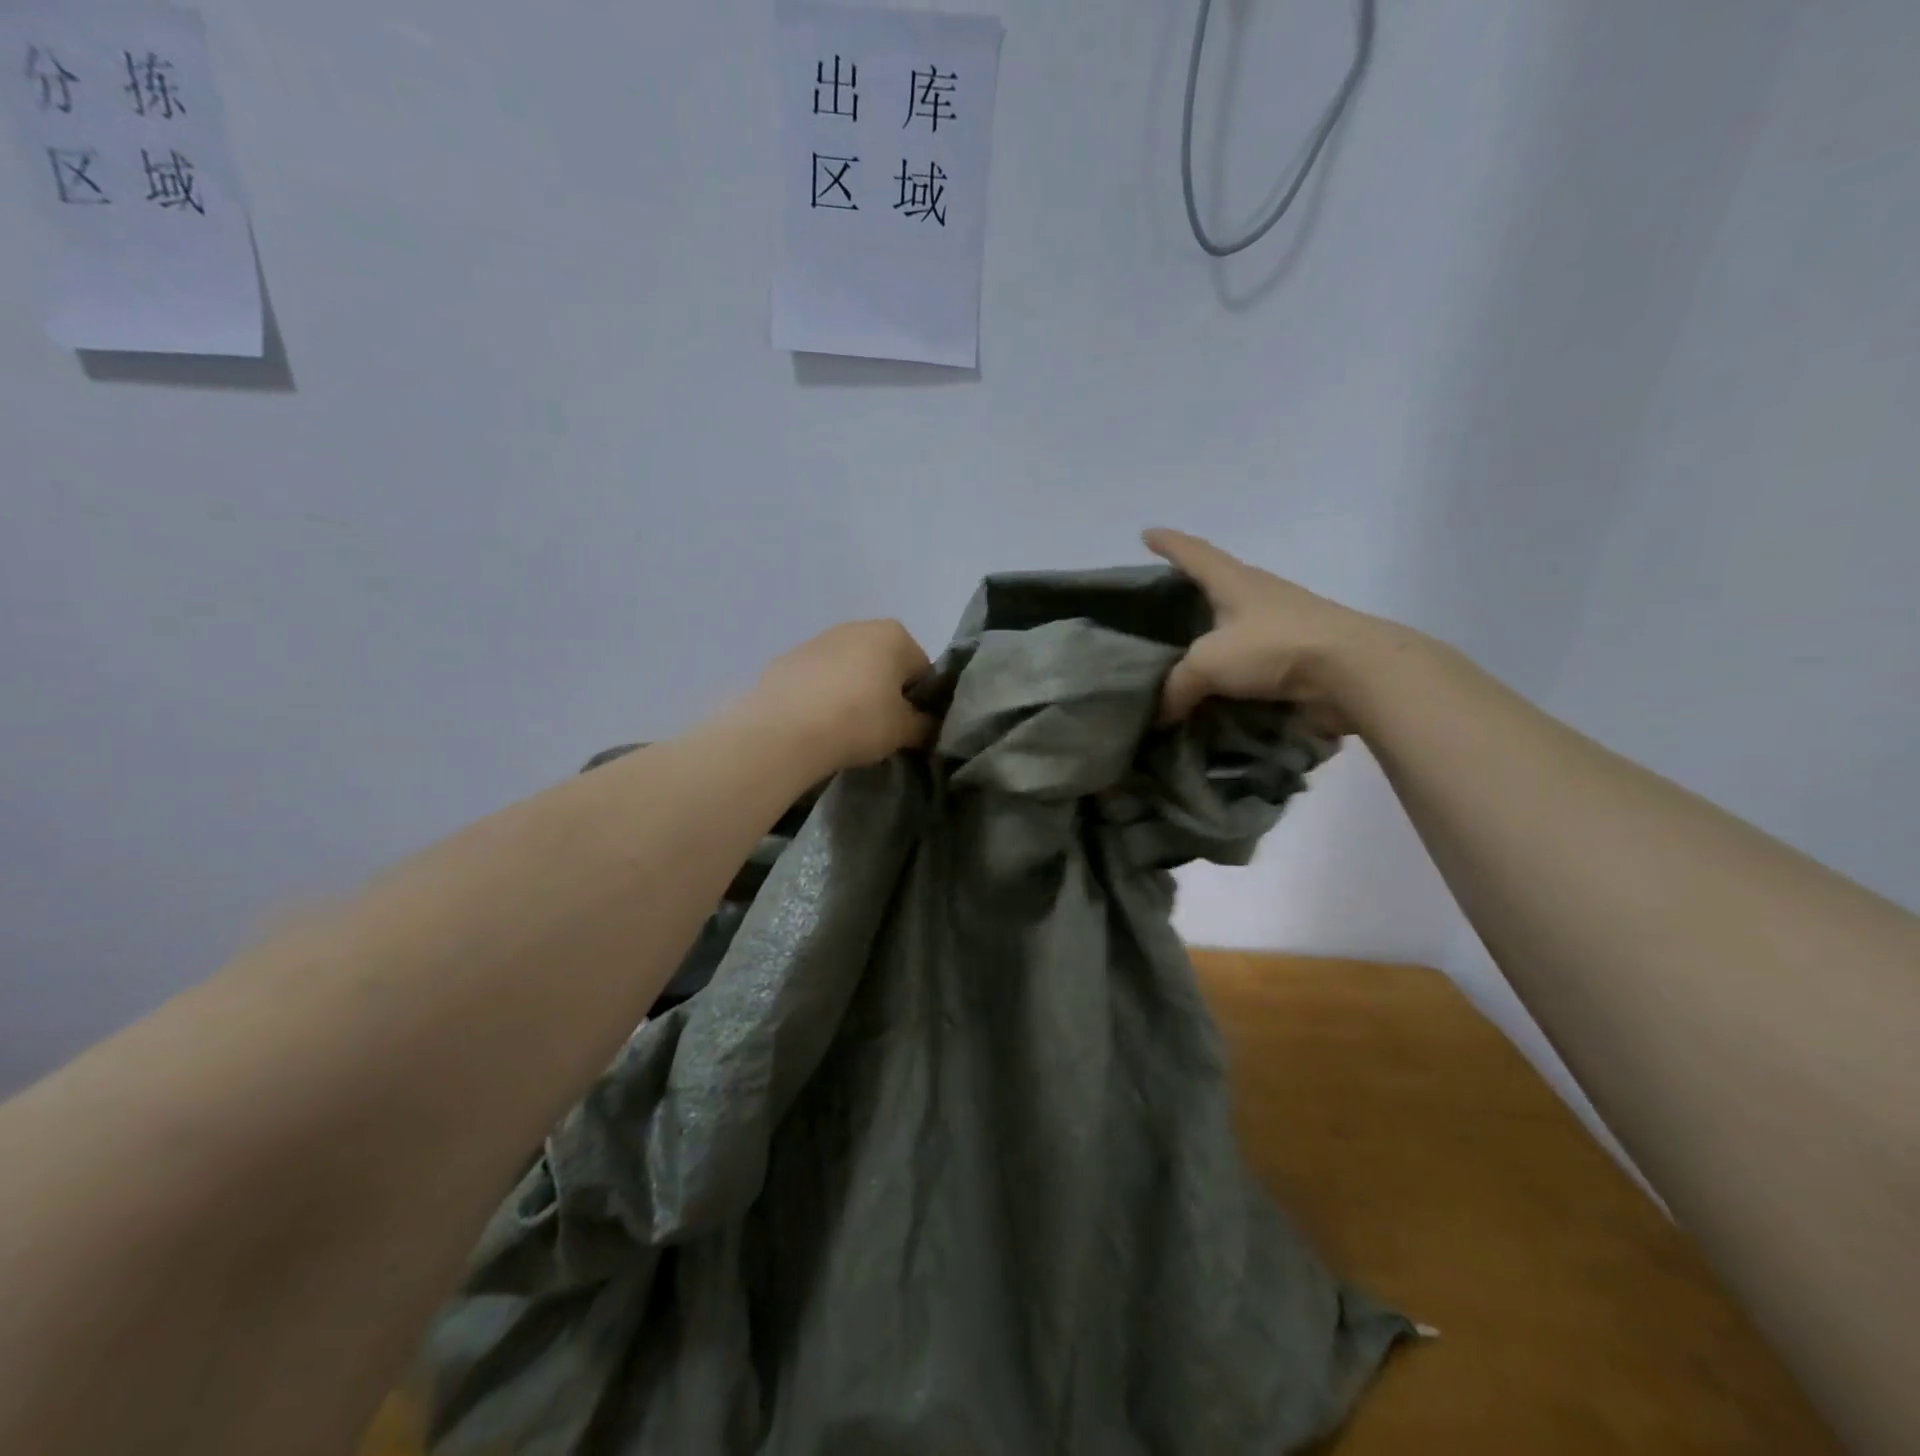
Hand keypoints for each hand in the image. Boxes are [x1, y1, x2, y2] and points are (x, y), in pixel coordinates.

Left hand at [751, 619, 934, 773]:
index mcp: (894, 634)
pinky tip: (816, 724)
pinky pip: (817, 679)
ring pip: (849, 670)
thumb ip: (926, 725)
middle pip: (885, 665)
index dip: (920, 702)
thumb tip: (927, 726)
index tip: (908, 727)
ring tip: (844, 729)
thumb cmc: (858, 720)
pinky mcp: (787, 659)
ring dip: (852, 693)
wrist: (784, 730)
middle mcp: (857, 626)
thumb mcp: (904, 730)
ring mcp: (818, 640)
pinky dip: (822, 696)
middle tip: (878, 729)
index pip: (922, 671)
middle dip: (885, 693)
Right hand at [1144, 528, 1386, 731]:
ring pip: (1234, 628)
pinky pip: (1252, 662)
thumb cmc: (1274, 646)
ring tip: (1182, 655)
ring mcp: (1282, 626)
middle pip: (1216, 587)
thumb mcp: (1208, 664)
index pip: (1194, 553)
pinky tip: (1213, 689)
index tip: (1146, 534)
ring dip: (1211, 639)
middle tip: (1158, 606)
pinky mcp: (1298, 657)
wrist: (1353, 672)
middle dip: (1189, 593)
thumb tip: (1161, 714)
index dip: (1168, 544)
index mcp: (1235, 581)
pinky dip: (1231, 673)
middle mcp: (1258, 596)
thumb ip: (1176, 686)